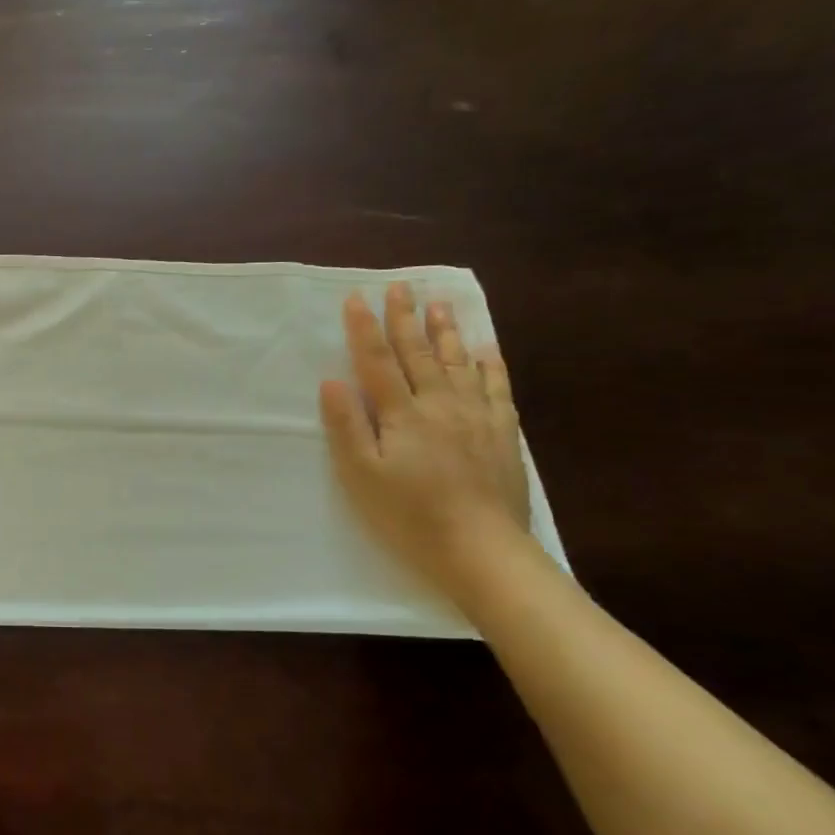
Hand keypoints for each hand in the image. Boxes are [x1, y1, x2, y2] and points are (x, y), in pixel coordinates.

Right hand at [318, 283, 531, 595]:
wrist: (480, 548)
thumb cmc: (409, 514)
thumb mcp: (361, 475)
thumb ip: (346, 426)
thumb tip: (332, 381)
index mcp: (401, 414)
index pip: (377, 361)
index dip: (364, 328)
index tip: (356, 297)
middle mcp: (439, 404)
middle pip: (418, 353)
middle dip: (405, 318)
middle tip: (401, 286)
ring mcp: (476, 416)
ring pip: (458, 362)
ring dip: (446, 331)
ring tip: (440, 303)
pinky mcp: (502, 433)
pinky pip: (497, 387)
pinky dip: (490, 364)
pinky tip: (486, 348)